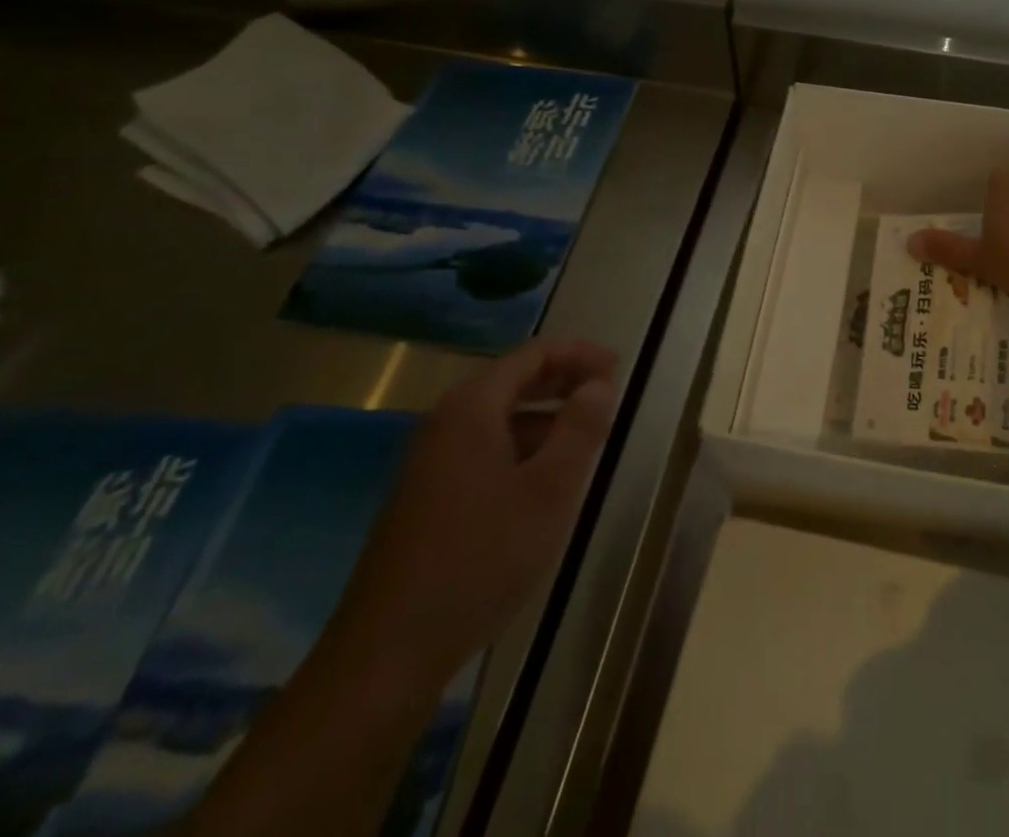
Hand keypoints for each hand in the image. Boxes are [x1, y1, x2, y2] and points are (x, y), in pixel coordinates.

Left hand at [329, 337, 616, 690]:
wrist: (388, 653)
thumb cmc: (481, 558)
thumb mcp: (550, 490)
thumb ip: (580, 428)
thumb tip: (599, 383)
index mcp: (472, 408)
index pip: (533, 354)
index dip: (580, 354)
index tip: (620, 368)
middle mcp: (445, 423)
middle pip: (513, 379)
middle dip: (564, 380)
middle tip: (609, 393)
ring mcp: (430, 461)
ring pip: (499, 417)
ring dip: (545, 416)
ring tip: (586, 438)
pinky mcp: (426, 496)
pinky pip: (484, 448)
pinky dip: (522, 446)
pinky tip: (544, 481)